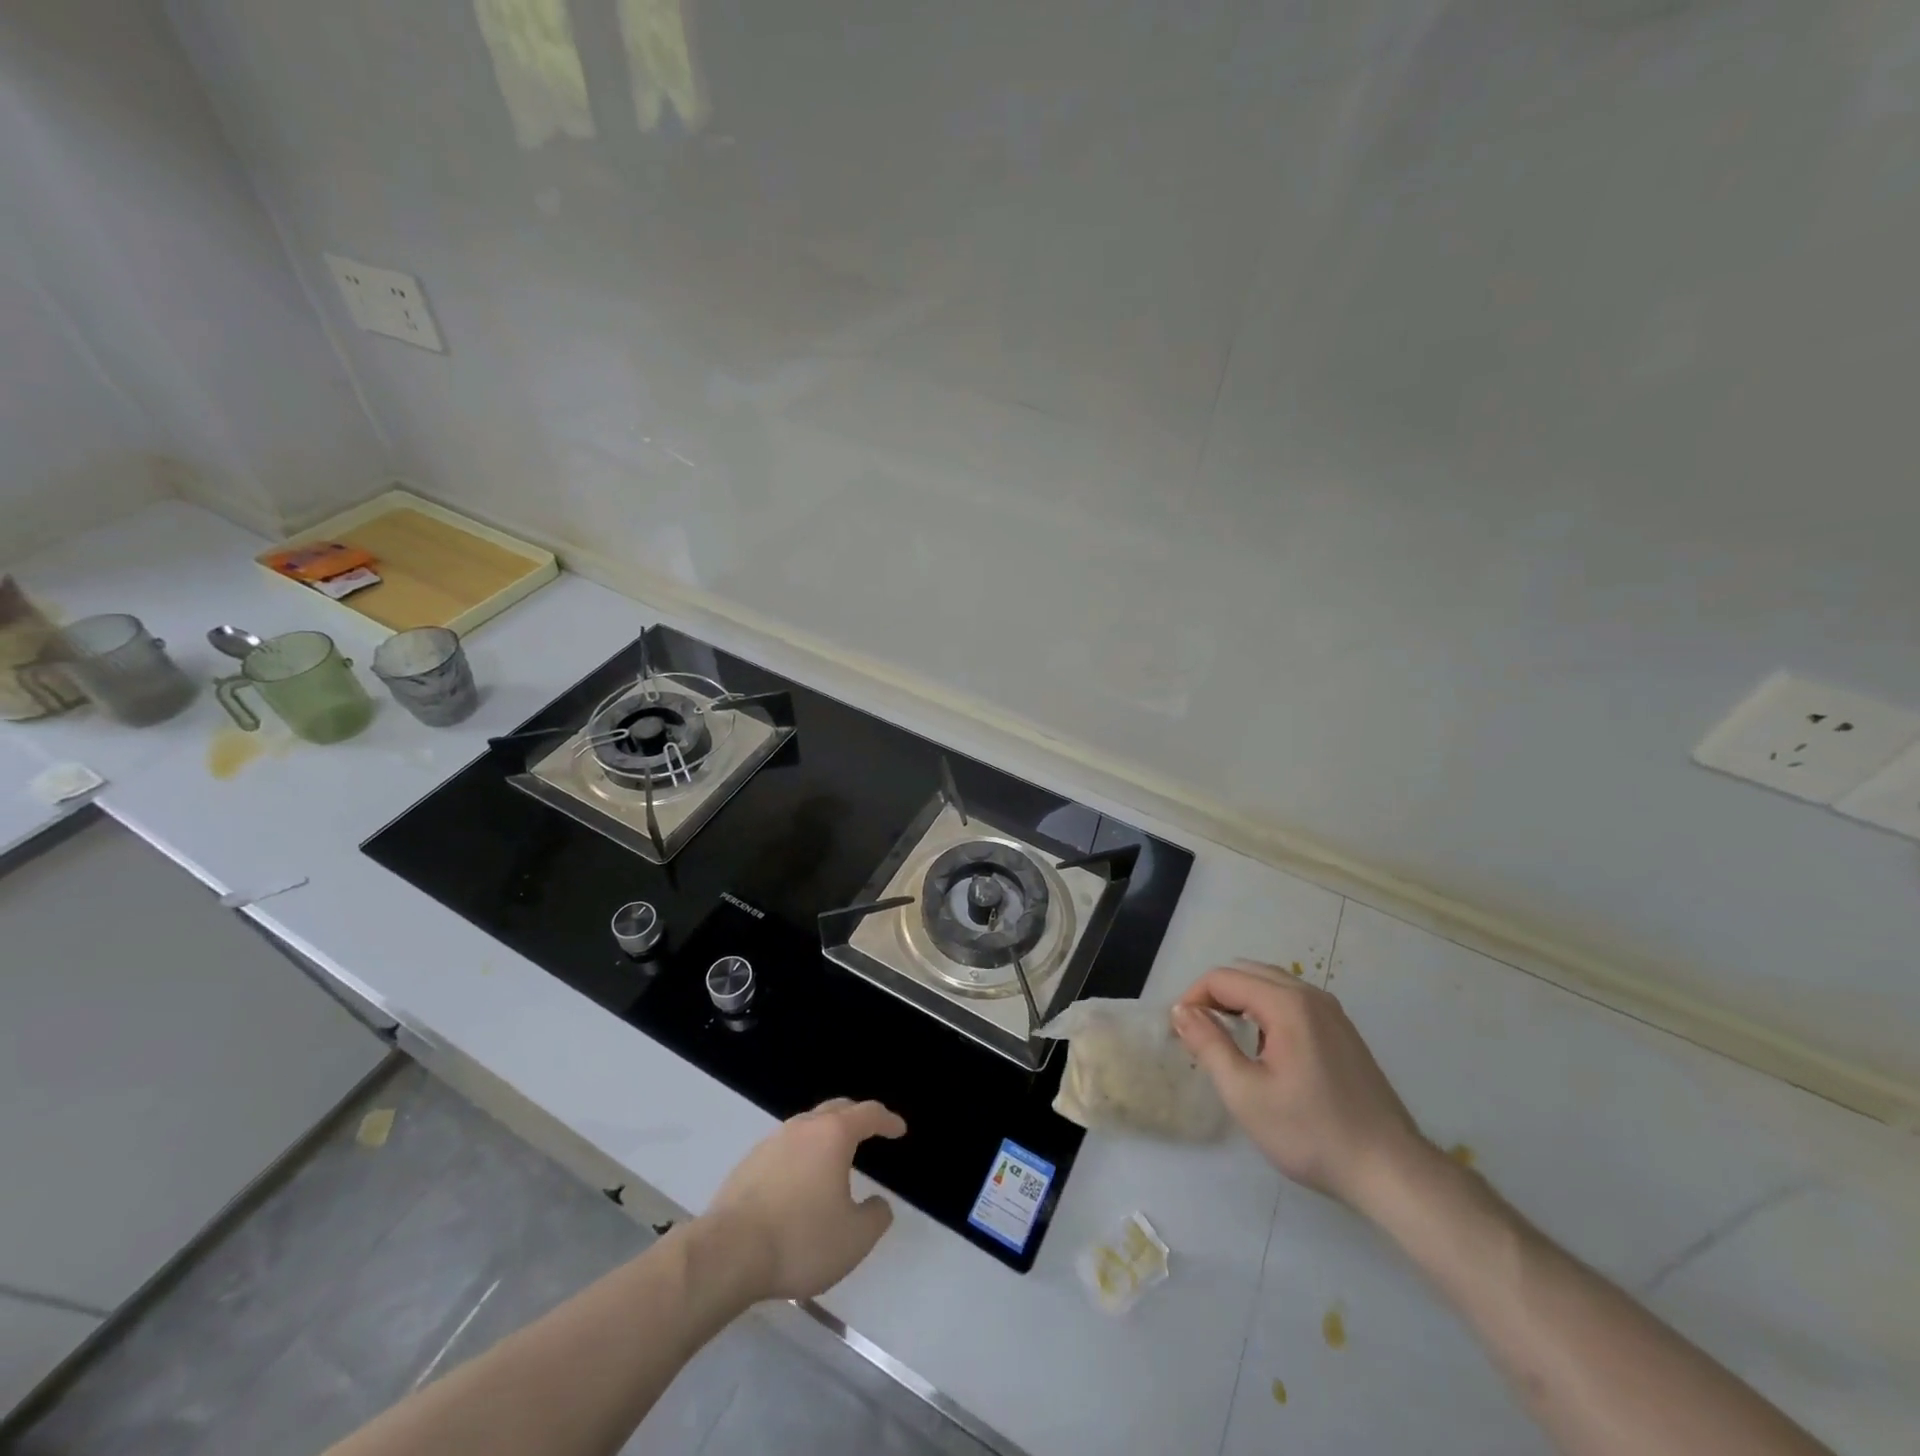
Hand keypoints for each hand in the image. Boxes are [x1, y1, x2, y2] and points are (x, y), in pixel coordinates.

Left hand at [704, 1098, 905, 1301]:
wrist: (727, 1253)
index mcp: (833, 1135)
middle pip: (836, 1109)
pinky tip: (799, 1181)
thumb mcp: (854, 1238)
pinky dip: (801, 1155)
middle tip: (870, 1129)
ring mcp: (771, 1142)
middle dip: (856, 1116)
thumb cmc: (800, 1240)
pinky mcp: (748, 1164)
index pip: (868, 1114)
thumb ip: (875, 1217)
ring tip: (834, 1157)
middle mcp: (803, 1128)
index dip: (887, 1120)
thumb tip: (878, 1203)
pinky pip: (785, 1148)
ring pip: (807, 1126)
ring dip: (825, 1135)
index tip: (899, 1129)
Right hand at [1172, 962, 1425, 1212]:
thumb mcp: (1245, 1093)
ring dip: (1240, 1001)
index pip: (1224, 978)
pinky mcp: (1343, 1031)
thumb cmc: (1311, 1133)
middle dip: (1215, 995)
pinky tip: (1264, 1050)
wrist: (1391, 1171)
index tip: (1180, 1032)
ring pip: (1271, 985)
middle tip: (1197, 1033)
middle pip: (1247, 973)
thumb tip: (1181, 1011)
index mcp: (1287, 1004)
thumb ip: (1208, 1044)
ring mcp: (1332, 1012)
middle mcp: (1311, 996)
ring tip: (1224, 1039)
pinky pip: (1293, 1002)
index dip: (1194, 997)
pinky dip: (1265, 1010)